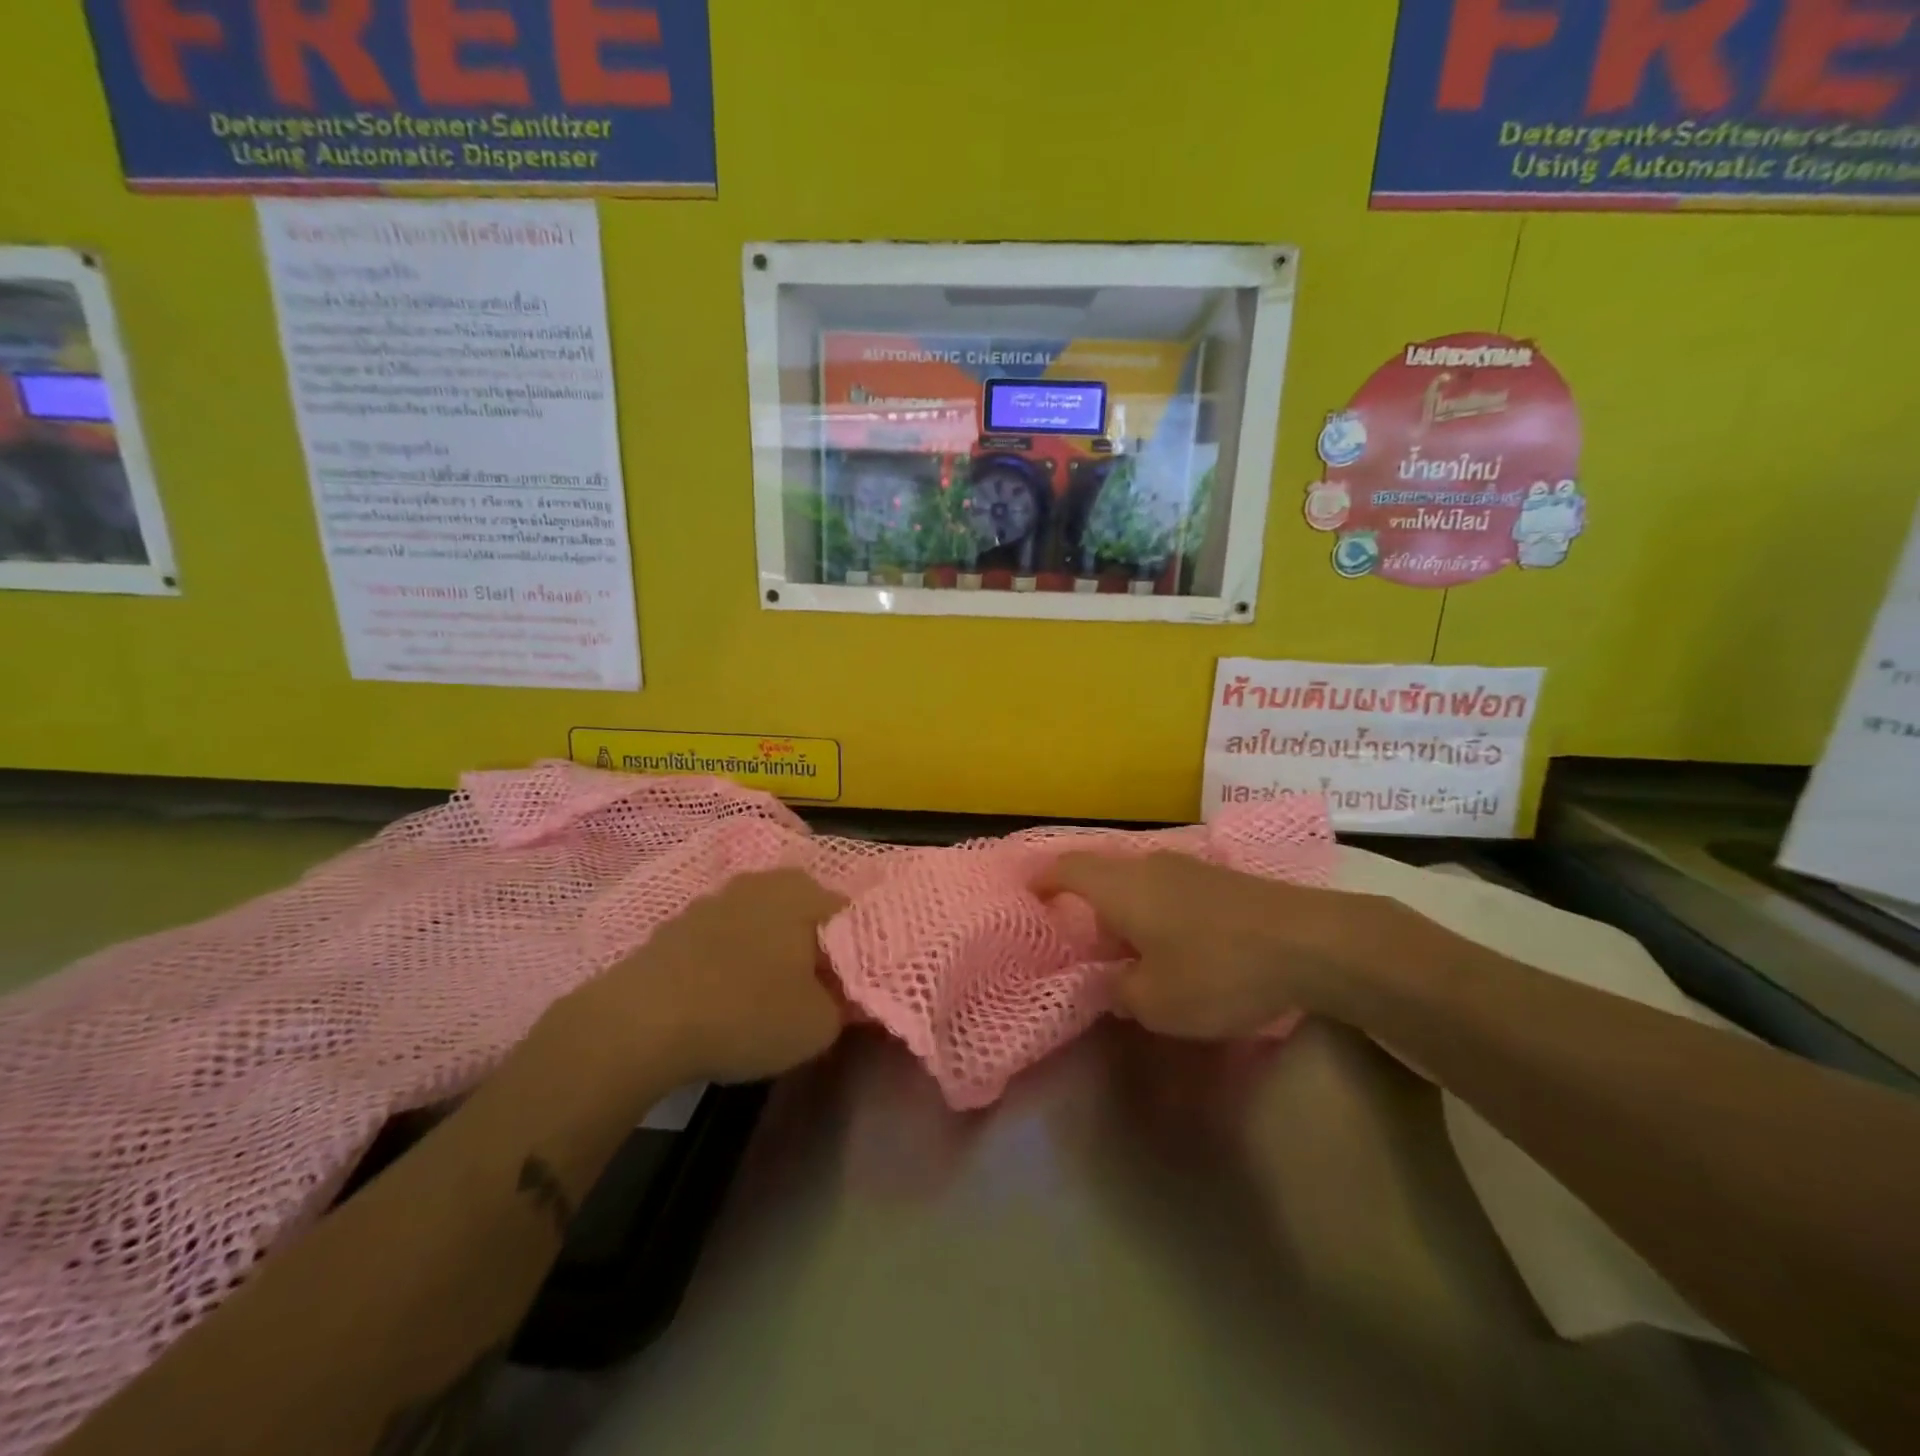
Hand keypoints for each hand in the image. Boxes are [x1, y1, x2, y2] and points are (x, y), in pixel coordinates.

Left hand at [564, 868, 849, 1085]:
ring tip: (763, 998)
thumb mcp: (819, 1025)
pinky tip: (720, 998)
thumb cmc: (747, 1013)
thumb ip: (845, 1004)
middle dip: (810, 947)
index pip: (848, 915)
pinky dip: (727, 961)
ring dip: (766, 951)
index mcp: (803, 892)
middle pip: (802, 913)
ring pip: (759, 923)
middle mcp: (762, 882)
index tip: (846, 989)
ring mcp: (714, 898)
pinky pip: (720, 939)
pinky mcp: (676, 924)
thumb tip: (845, 994)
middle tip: (811, 992)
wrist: (641, 1022)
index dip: (853, 953)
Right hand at [1040, 852, 1400, 1038]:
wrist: (1311, 941)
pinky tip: (1172, 942)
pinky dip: (1155, 910)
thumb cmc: (1218, 970)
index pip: (1065, 869)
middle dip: (1083, 900)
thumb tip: (1113, 981)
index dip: (1041, 881)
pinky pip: (1168, 888)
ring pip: (1137, 881)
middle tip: (1076, 935)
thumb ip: (1120, 992)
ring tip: (1124, 946)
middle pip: (1101, 873)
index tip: (1027, 897)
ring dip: (1123, 908)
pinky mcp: (1220, 878)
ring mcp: (1187, 867)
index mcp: (1119, 887)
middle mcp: (1147, 865)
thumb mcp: (1156, 1003)